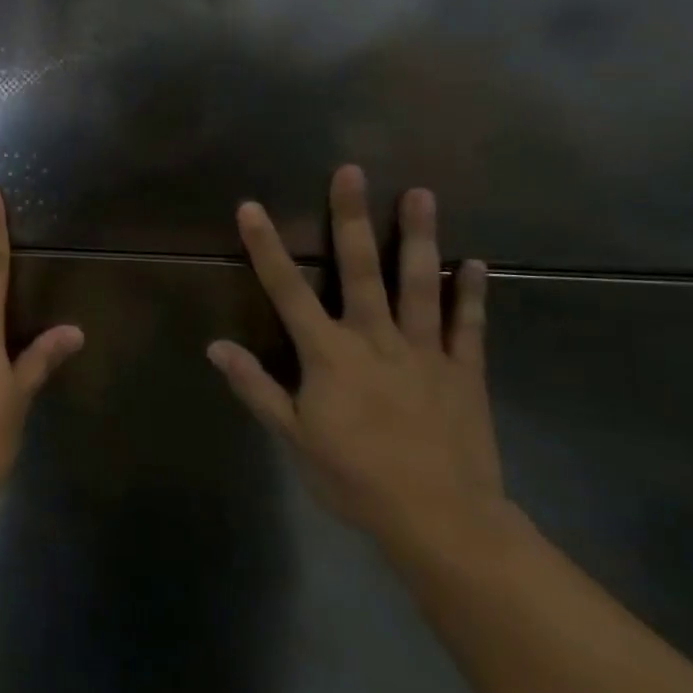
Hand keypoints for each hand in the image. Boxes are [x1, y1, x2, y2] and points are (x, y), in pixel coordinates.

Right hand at [208, 165, 504, 562]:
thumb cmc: (355, 478)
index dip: (266, 248)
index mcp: (329, 354)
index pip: (287, 290)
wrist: (440, 520)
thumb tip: (215, 346)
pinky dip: (472, 292)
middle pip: (361, 269)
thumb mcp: (293, 436)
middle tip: (351, 172)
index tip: (252, 208)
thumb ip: (256, 387)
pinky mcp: (464, 372)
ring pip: (421, 284)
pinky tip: (477, 262)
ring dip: (419, 237)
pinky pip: (469, 325)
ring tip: (421, 194)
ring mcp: (425, 352)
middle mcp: (375, 339)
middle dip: (352, 218)